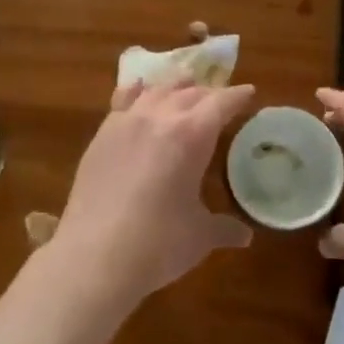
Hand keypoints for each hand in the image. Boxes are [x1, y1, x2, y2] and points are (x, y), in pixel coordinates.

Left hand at [47, 80, 254, 309]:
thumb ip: (223, 228)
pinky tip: (137, 89)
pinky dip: (136, 91)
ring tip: (185, 87)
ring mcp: (127, 122)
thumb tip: (244, 236)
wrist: (95, 256)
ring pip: (157, 91)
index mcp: (193, 135)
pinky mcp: (102, 135)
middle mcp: (160, 117)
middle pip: (190, 93)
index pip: (221, 103)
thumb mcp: (199, 236)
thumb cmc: (158, 244)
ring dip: (175, 87)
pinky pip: (122, 100)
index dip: (237, 96)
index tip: (249, 93)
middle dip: (209, 93)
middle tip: (220, 100)